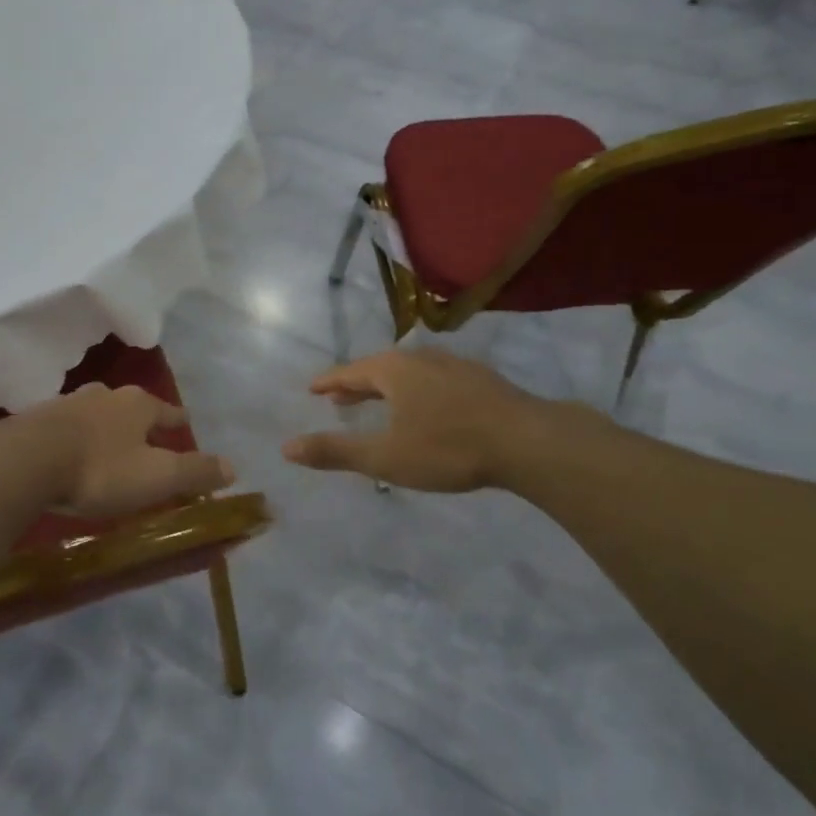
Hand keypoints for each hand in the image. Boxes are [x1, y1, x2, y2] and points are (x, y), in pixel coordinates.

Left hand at [20, 383, 233, 517]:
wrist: (25, 462)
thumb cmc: (100, 469)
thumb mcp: (156, 476)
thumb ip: (195, 471)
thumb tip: (234, 467)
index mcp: (137, 405)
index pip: (167, 410)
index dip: (178, 420)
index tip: (186, 422)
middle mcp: (104, 396)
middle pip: (130, 407)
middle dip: (140, 420)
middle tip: (148, 436)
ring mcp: (67, 404)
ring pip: (96, 413)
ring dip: (106, 427)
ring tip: (110, 443)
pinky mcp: (37, 421)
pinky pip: (66, 427)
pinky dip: (76, 438)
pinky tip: (71, 451)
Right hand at [282, 348, 551, 491]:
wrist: (528, 441)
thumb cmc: (448, 447)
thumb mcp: (386, 456)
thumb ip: (336, 451)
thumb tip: (286, 448)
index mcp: (393, 370)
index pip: (350, 372)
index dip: (329, 382)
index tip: (313, 388)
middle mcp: (421, 359)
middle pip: (379, 368)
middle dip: (356, 385)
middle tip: (338, 398)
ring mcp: (454, 366)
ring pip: (409, 373)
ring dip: (387, 387)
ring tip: (379, 402)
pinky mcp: (480, 380)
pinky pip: (434, 380)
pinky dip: (416, 390)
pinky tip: (427, 407)